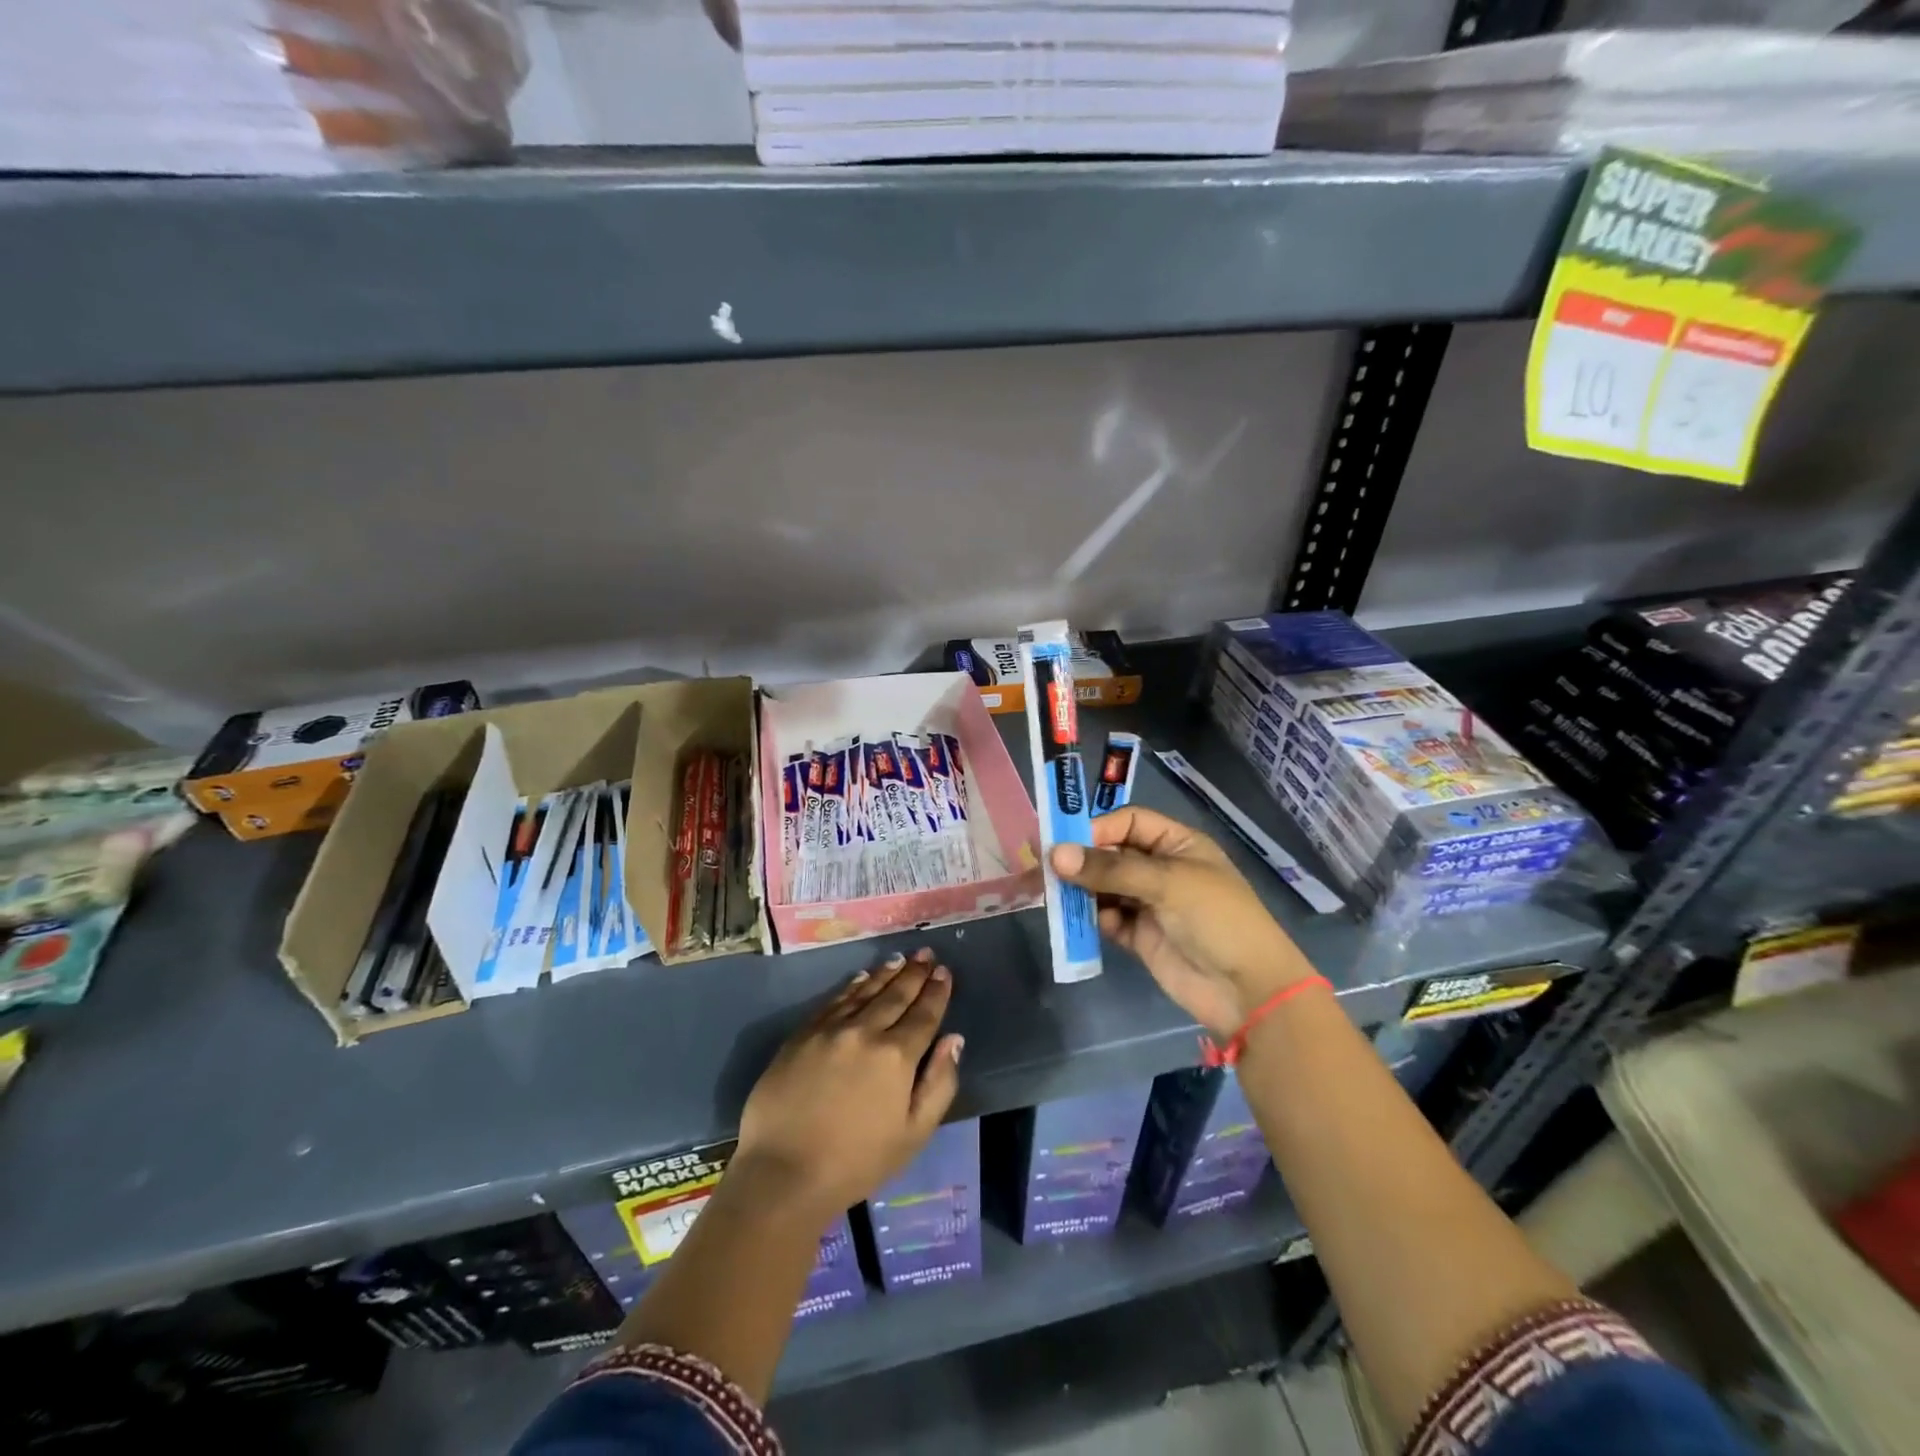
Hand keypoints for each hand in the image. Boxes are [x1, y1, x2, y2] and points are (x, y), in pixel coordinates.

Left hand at [732, 949, 962, 1221]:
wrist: (783, 1172)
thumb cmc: (856, 1162)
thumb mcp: (913, 1134)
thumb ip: (939, 1083)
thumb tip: (954, 1039)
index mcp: (897, 1056)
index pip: (924, 1014)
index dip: (937, 992)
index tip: (944, 972)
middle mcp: (866, 1031)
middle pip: (896, 995)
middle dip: (914, 973)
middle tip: (926, 954)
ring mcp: (831, 1029)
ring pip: (865, 991)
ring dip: (886, 973)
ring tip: (900, 959)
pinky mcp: (803, 1034)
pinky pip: (834, 1000)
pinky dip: (852, 986)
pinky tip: (862, 978)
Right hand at [1051, 807, 1314, 1036]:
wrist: (1247, 991)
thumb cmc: (1216, 919)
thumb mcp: (1167, 883)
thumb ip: (1110, 869)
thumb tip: (1055, 855)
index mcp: (1177, 844)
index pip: (1129, 822)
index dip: (1098, 828)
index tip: (1064, 842)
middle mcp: (1160, 869)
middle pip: (1111, 854)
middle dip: (1081, 860)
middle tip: (1044, 867)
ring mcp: (1149, 903)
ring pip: (1104, 887)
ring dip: (1080, 889)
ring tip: (1051, 894)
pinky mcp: (1139, 936)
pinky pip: (1106, 918)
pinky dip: (1090, 917)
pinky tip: (1076, 919)